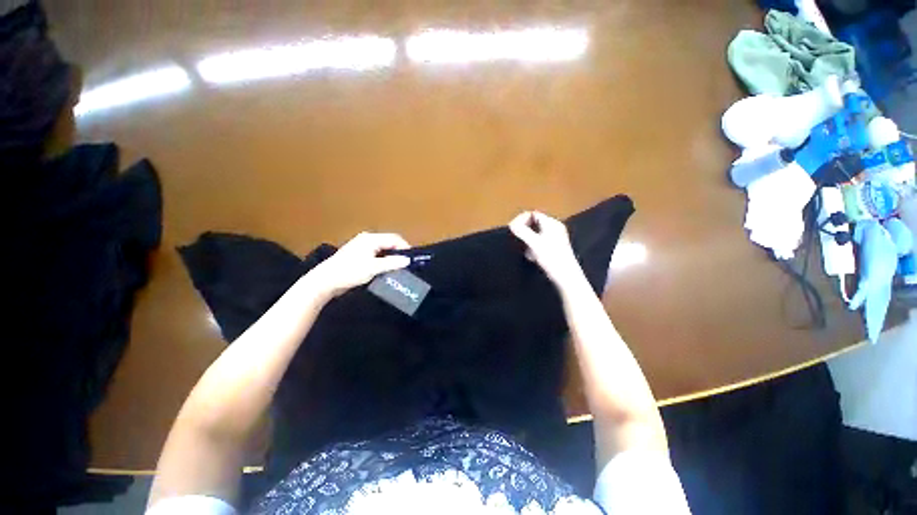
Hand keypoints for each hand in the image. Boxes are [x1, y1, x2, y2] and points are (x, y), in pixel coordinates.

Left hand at [308, 232, 411, 297]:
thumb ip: (391, 263)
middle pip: (389, 243)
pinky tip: (385, 269)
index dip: (405, 247)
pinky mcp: (358, 255)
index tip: (411, 260)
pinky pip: (376, 255)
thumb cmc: (350, 271)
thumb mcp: (373, 268)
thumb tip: (407, 260)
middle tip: (405, 265)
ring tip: (397, 268)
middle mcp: (367, 239)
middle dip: (398, 252)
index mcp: (371, 239)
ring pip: (383, 249)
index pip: (394, 239)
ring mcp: (361, 247)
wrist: (325, 281)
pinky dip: (383, 260)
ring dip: (390, 257)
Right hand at [508, 211, 585, 288]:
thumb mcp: (534, 243)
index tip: (513, 229)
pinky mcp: (554, 248)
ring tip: (526, 251)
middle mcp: (554, 228)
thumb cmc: (552, 258)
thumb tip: (512, 224)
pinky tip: (532, 257)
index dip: (521, 219)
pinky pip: (539, 243)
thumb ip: (522, 232)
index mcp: (552, 224)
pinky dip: (533, 248)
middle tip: (517, 240)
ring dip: (527, 241)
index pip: (533, 214)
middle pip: (533, 223)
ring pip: (535, 234)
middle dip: (524, 231)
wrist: (566, 277)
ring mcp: (555, 238)